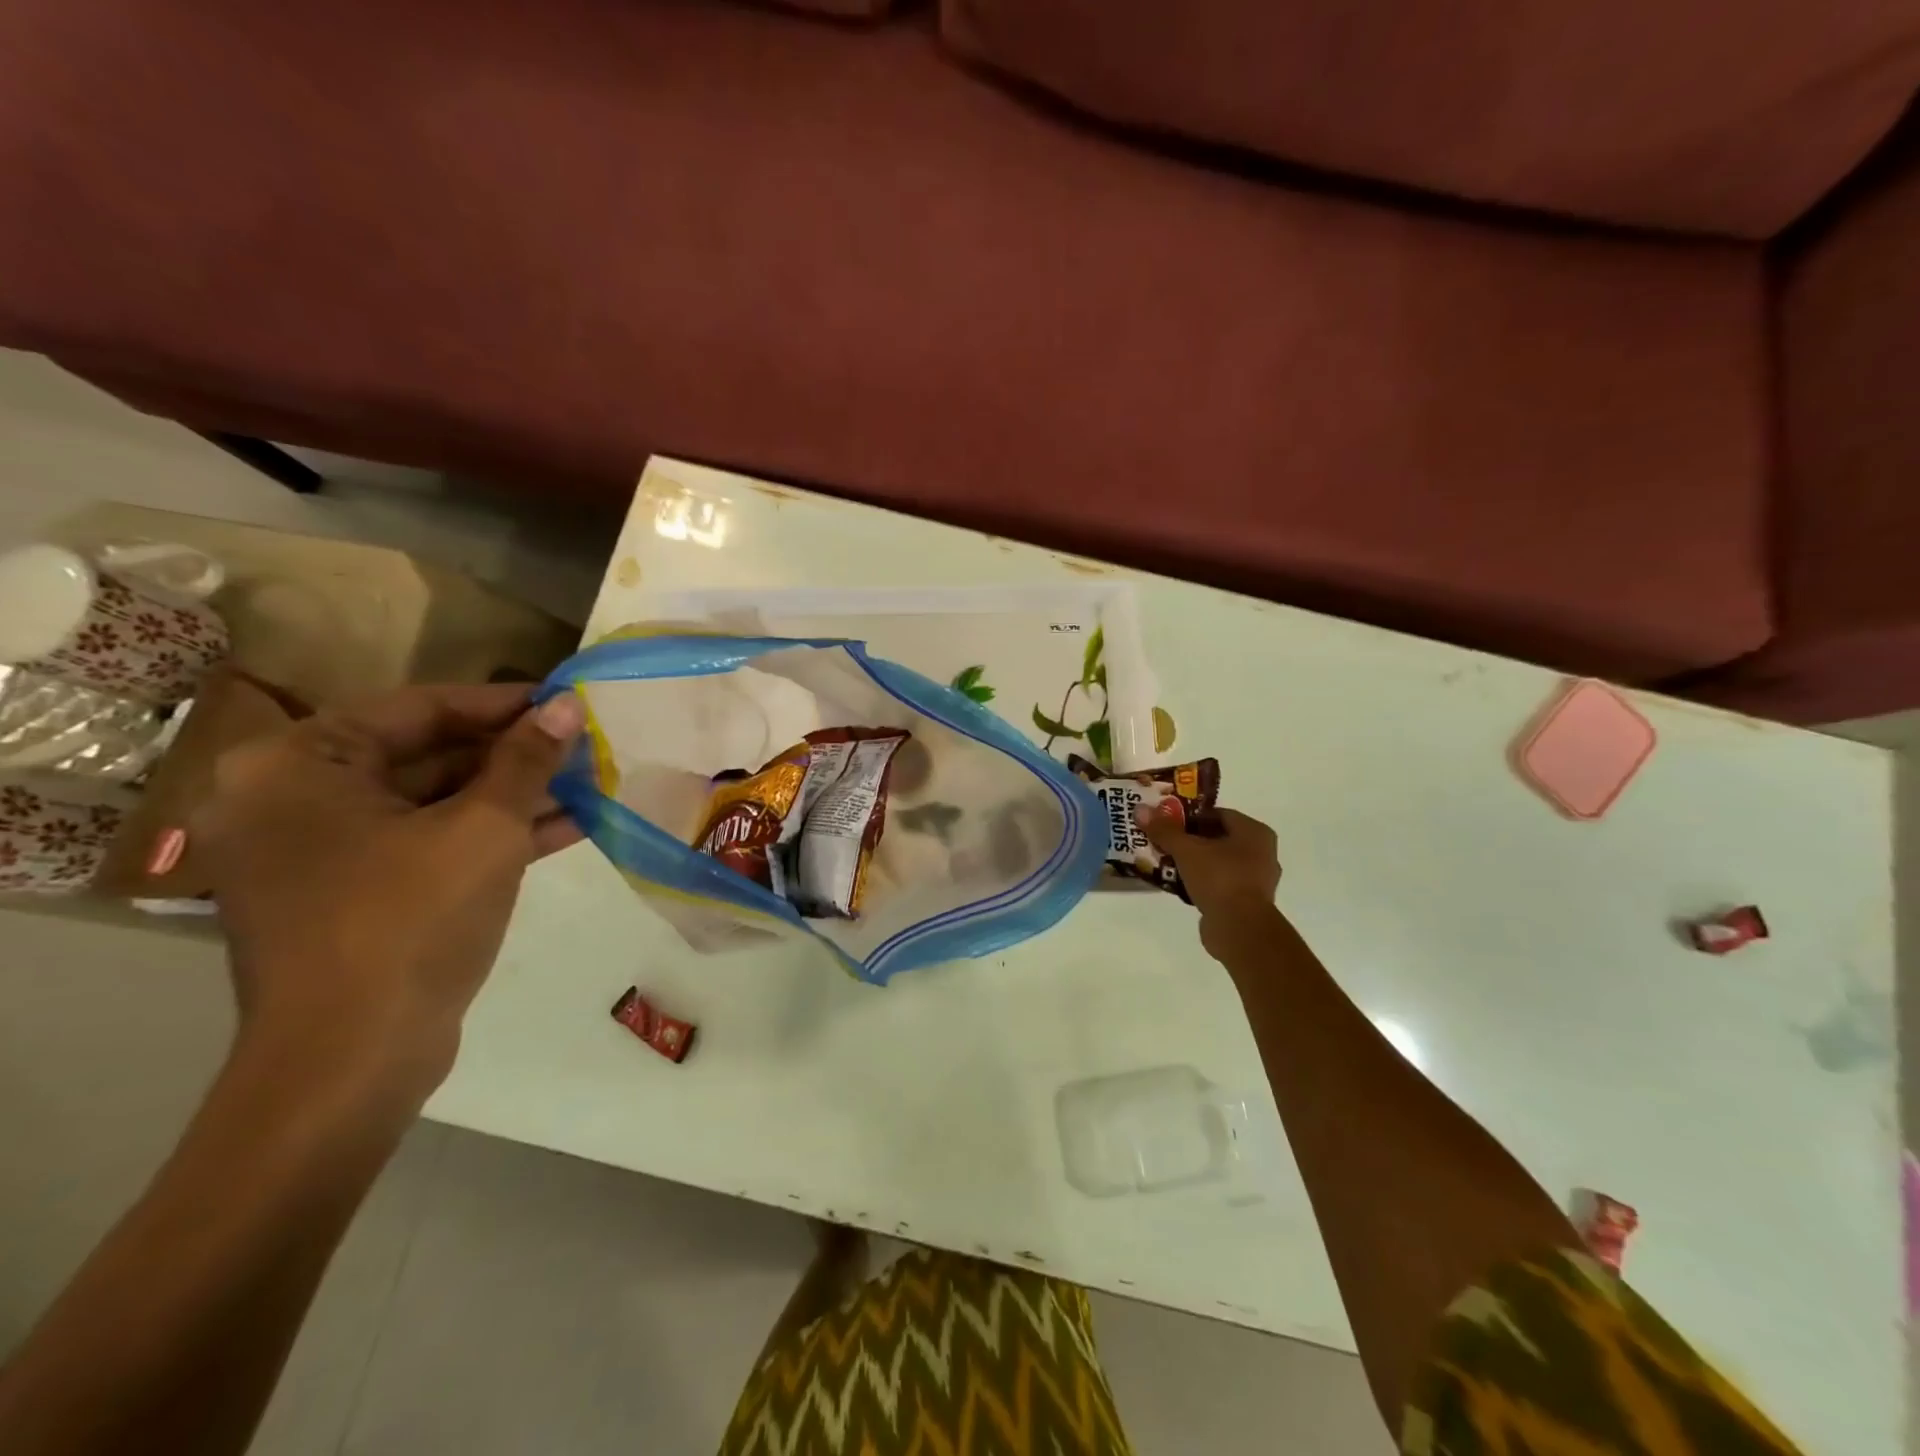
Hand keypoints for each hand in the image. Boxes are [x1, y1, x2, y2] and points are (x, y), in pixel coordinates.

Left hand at [191, 684, 585, 1101]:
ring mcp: (321, 852)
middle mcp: (294, 799)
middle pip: (425, 754)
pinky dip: (490, 835)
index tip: (565, 703)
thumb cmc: (409, 922)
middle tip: (582, 746)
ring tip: (589, 782)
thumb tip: (567, 705)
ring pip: (433, 803)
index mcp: (299, 766)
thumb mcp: (485, 829)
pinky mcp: (352, 894)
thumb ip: (527, 760)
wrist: (352, 1061)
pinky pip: (427, 843)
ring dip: (512, 795)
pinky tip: (567, 826)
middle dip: (513, 754)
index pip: (418, 709)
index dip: (502, 704)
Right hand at [1146, 808, 1282, 958]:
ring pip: (1219, 862)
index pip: (1219, 814)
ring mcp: (1257, 880)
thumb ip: (1165, 830)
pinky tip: (1180, 884)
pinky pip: (1221, 883)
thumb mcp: (1186, 850)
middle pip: (1219, 838)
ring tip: (1167, 863)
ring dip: (1195, 862)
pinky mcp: (1248, 903)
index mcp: (1255, 832)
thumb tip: (1141, 810)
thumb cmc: (1219, 878)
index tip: (1167, 823)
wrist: (1239, 929)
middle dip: (1190, 840)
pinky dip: (1202, 881)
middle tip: (1164, 842)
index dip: (1191, 816)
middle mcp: (1262, 853)